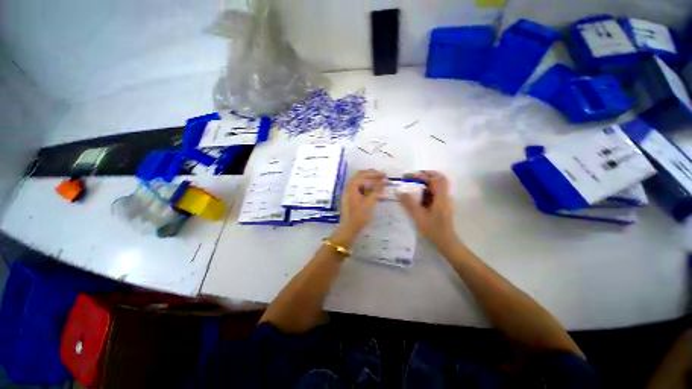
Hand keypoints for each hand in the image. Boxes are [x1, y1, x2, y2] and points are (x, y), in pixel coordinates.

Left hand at [335, 170, 384, 241]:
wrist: (348, 229)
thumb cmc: (359, 216)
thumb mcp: (369, 202)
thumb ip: (377, 190)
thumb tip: (385, 180)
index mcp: (351, 186)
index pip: (363, 174)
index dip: (375, 173)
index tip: (385, 175)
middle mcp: (349, 187)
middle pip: (361, 177)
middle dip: (372, 176)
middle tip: (383, 177)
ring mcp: (349, 193)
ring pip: (361, 183)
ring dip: (371, 183)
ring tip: (381, 184)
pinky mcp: (351, 199)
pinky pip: (360, 190)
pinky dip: (368, 190)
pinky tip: (376, 193)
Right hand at [399, 171, 457, 246]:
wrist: (446, 242)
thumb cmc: (433, 229)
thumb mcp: (419, 216)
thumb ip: (409, 203)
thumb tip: (399, 192)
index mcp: (441, 198)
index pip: (437, 179)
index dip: (425, 174)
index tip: (413, 176)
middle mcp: (445, 197)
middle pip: (438, 181)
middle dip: (425, 177)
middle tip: (412, 179)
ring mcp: (445, 201)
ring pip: (437, 187)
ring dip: (425, 185)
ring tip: (412, 188)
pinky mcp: (443, 206)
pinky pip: (435, 194)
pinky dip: (426, 192)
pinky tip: (417, 198)